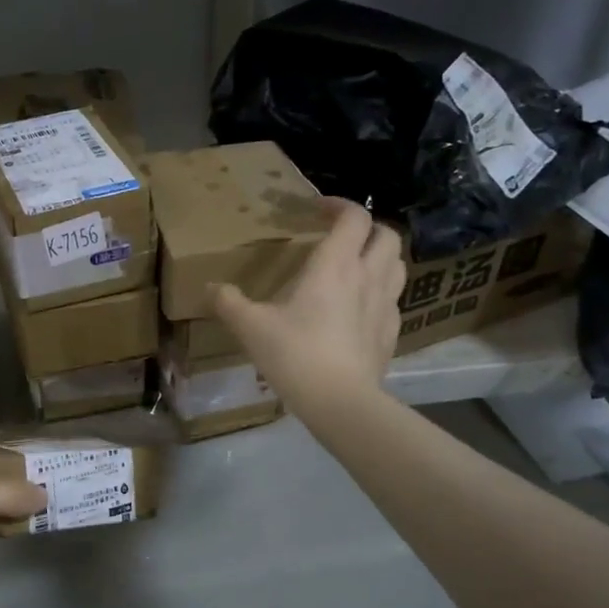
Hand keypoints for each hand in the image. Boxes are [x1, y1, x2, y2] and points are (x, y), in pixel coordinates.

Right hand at [212, 199, 406, 431]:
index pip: (354, 217)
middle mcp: (368, 276)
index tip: (316, 210)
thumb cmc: (294, 353)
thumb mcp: (250, 326)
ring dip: (380, 256)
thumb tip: (210, 288)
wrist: (339, 401)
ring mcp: (386, 305)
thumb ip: (228, 302)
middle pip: (387, 234)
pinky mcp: (392, 333)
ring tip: (356, 266)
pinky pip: (394, 300)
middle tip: (340, 237)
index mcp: (335, 265)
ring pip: (398, 264)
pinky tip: (360, 308)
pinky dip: (381, 292)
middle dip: (367, 228)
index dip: (338, 205)